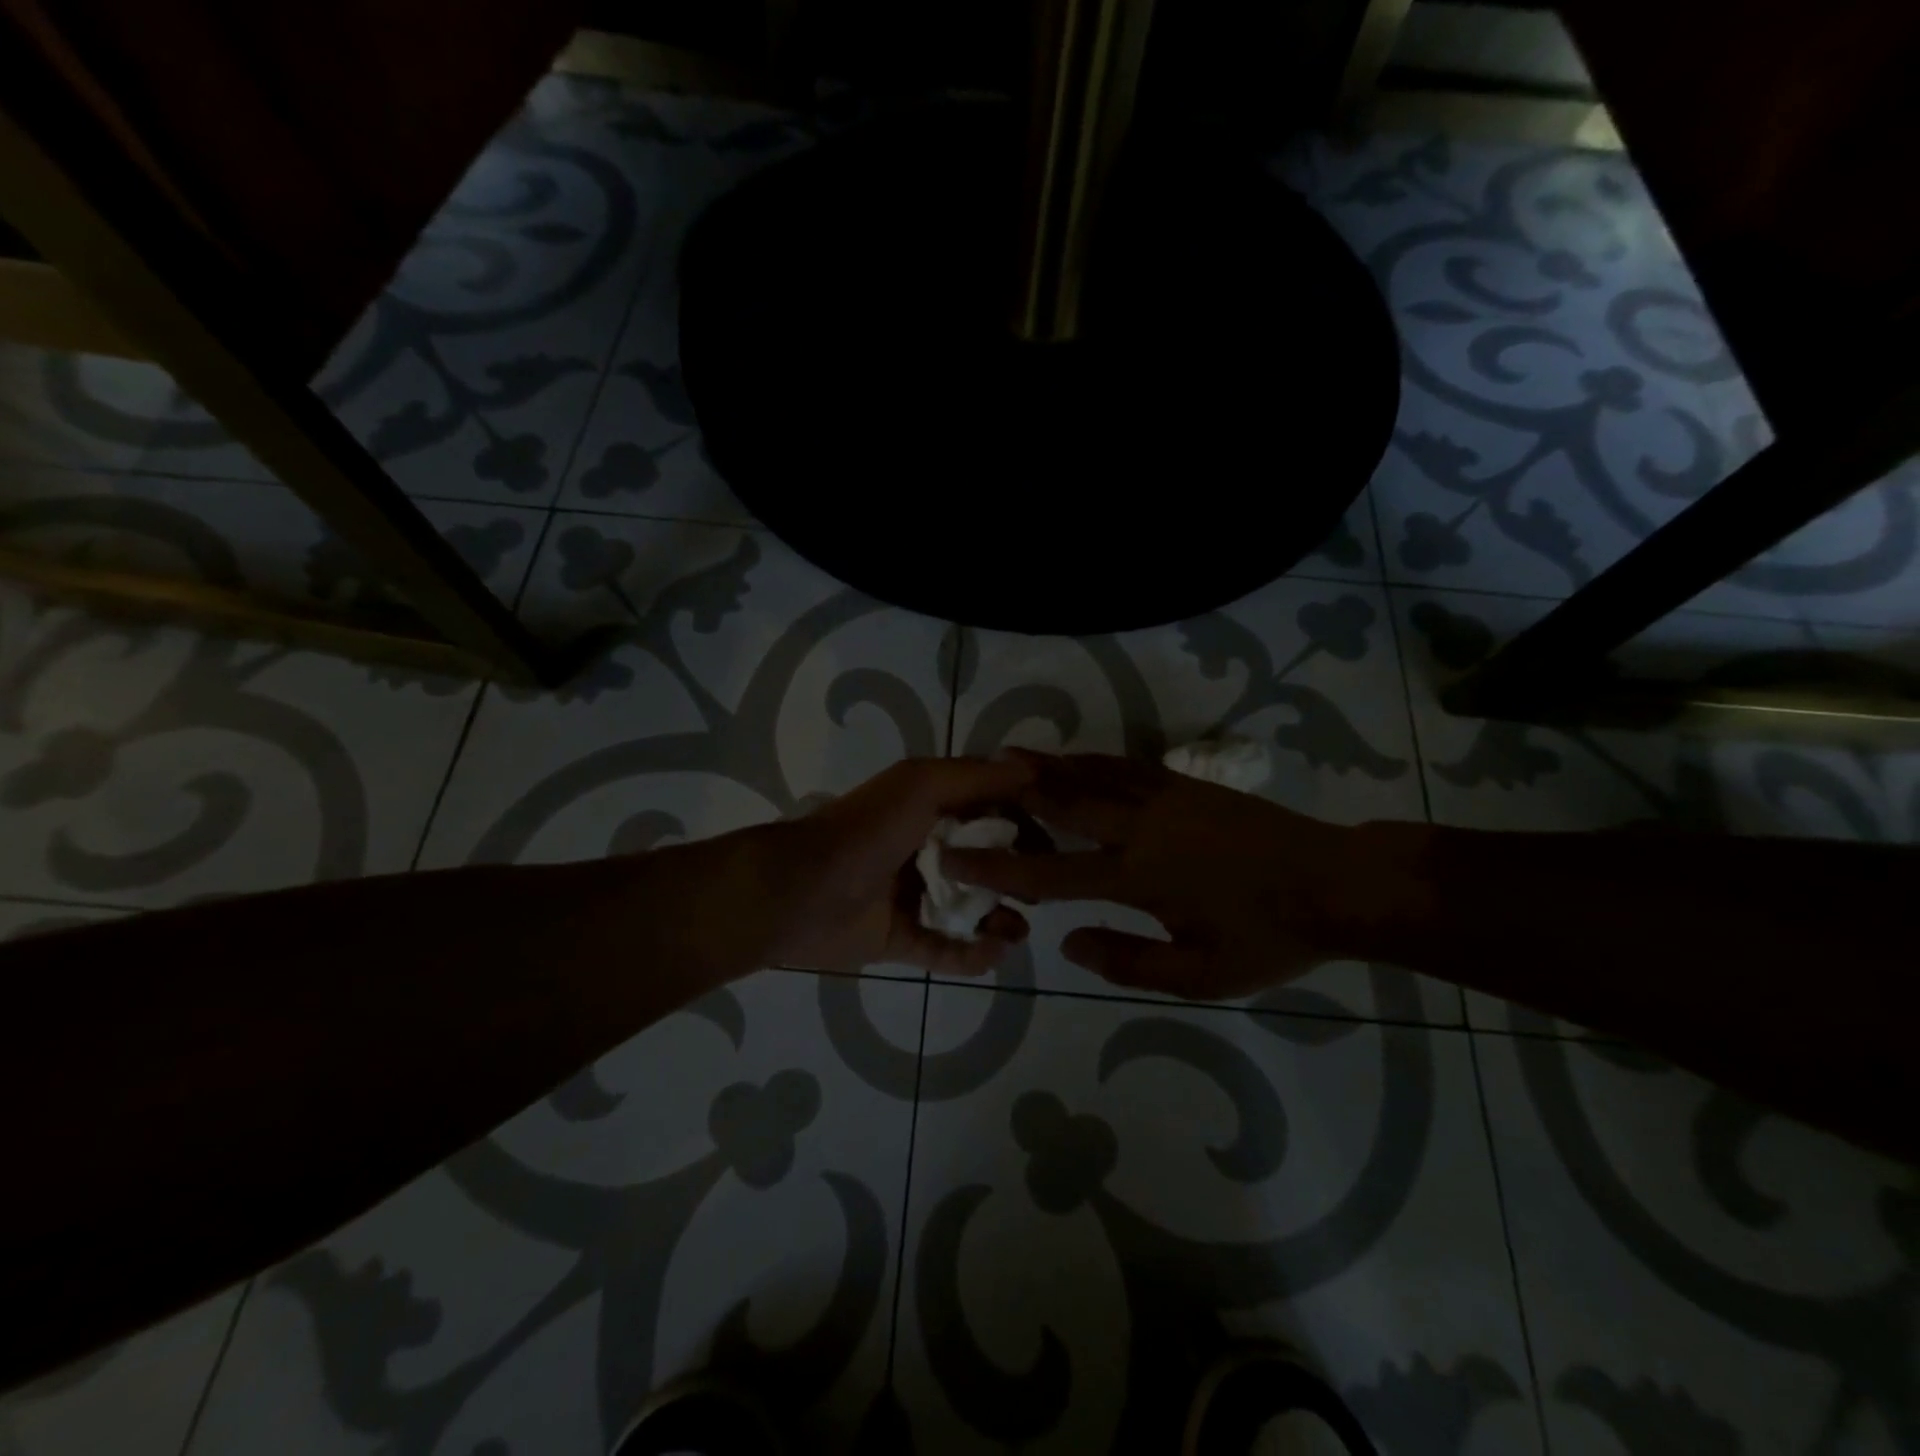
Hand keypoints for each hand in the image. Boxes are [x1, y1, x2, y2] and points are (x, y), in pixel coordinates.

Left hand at [750, 756, 1036, 975]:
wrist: (799, 893)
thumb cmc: (866, 831)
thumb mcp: (921, 785)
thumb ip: (977, 777)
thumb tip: (1033, 769)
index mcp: (928, 808)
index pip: (990, 809)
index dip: (1024, 820)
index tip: (1059, 837)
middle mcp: (924, 849)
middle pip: (985, 862)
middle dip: (1017, 876)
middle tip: (1041, 892)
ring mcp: (912, 896)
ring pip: (970, 909)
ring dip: (1000, 920)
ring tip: (1017, 932)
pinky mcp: (900, 939)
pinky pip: (946, 949)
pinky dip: (972, 955)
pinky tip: (994, 954)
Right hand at [942, 750, 1420, 998]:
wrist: (1335, 883)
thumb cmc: (1268, 936)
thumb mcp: (1201, 974)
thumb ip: (1128, 961)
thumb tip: (1068, 942)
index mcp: (1137, 875)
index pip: (1049, 871)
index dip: (997, 865)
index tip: (956, 854)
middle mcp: (1139, 826)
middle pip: (1062, 802)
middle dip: (1013, 793)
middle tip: (971, 780)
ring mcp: (1163, 796)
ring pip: (1090, 774)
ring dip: (1047, 766)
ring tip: (1009, 755)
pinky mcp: (1185, 784)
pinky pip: (1123, 766)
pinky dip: (1089, 760)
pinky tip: (1075, 759)